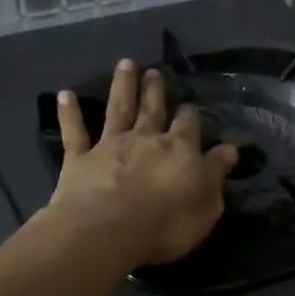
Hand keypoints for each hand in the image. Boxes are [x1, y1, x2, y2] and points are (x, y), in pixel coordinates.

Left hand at [50, 60, 238, 265]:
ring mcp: (110, 146)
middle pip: (152, 109)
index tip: (191, 108)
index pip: (188, 124)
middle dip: (155, 90)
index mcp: (179, 149)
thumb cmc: (168, 223)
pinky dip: (69, 114)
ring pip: (118, 109)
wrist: (109, 231)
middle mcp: (145, 138)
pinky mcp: (79, 159)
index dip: (190, 116)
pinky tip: (65, 95)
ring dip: (122, 86)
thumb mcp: (207, 203)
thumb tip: (229, 149)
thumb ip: (216, 173)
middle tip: (154, 72)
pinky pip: (74, 133)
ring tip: (125, 64)